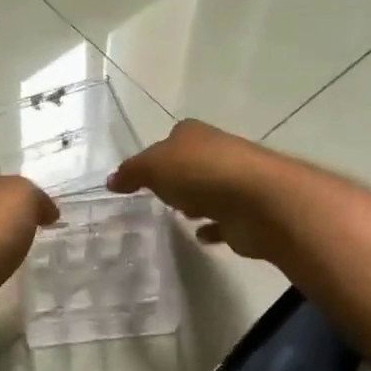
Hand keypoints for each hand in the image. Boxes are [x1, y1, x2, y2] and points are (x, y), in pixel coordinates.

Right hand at [107, 120, 294, 260]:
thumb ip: (132, 172)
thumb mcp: (154, 167)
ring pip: (209, 191)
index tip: (142, 175)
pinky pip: (223, 221)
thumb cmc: (201, 173)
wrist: (259, 201)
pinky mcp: (245, 214)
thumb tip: (111, 180)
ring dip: (196, 201)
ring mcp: (235, 183)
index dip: (157, 153)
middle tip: (157, 196)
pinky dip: (213, 227)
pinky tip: (200, 236)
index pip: (172, 138)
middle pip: (192, 164)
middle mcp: (217, 152)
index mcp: (194, 134)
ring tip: (178, 216)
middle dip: (177, 178)